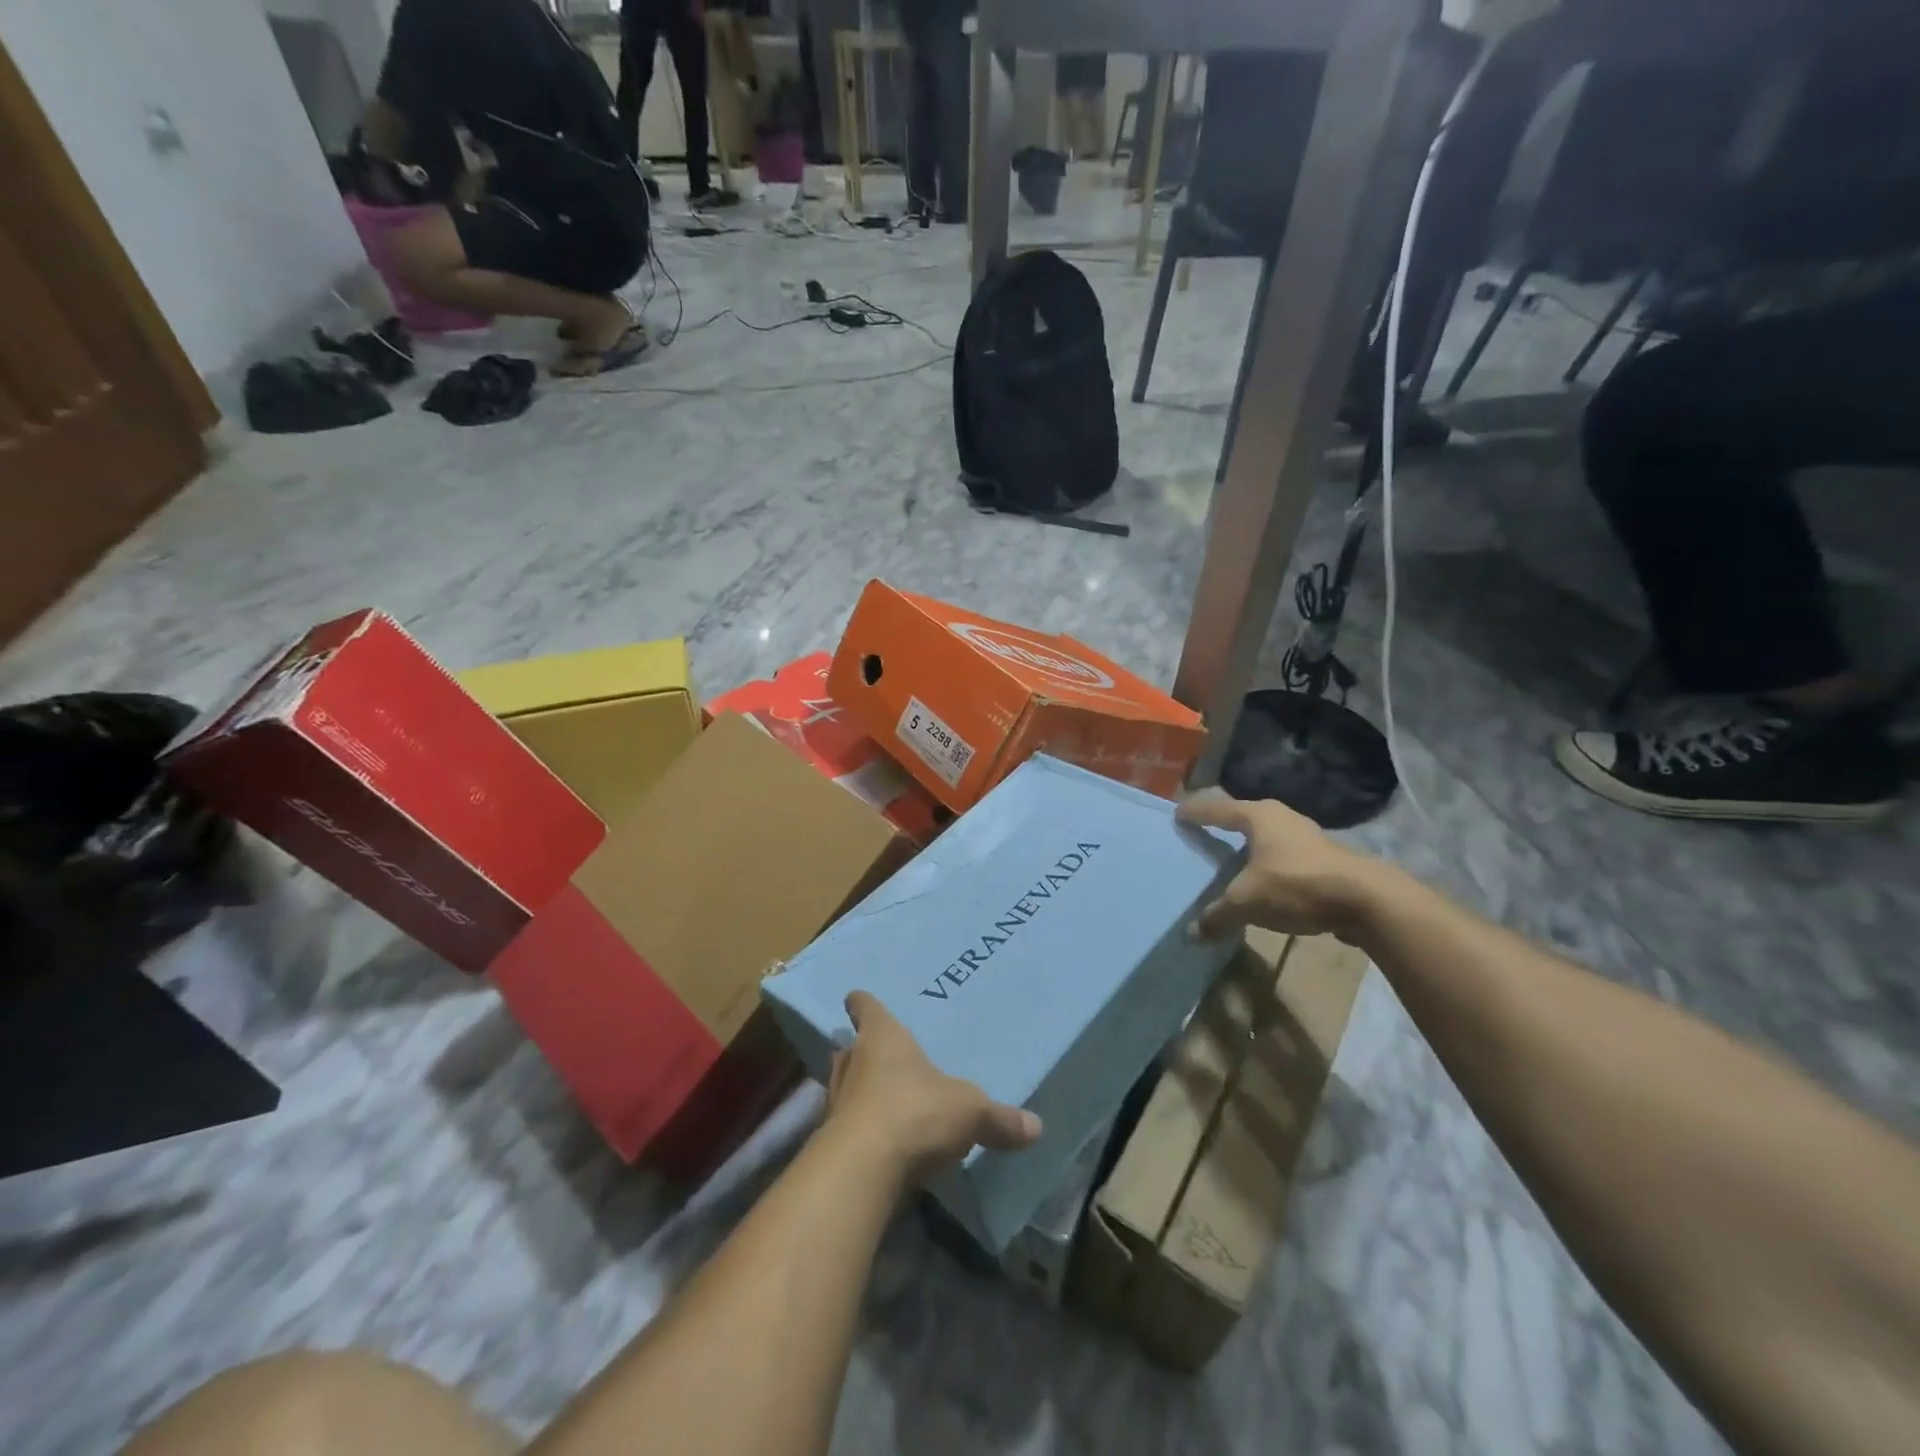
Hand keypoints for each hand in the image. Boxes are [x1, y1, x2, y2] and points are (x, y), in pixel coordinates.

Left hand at [825, 992, 1041, 1184]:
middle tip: (876, 1056)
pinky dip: (857, 1131)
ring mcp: (835, 1102)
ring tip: (877, 1100)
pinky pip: (844, 1127)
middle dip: (859, 1051)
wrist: (862, 1170)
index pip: (866, 1008)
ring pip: (842, 1086)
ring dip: (856, 1092)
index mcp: (882, 1037)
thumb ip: (999, 1119)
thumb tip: (1036, 1127)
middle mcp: (852, 1062)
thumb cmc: (915, 1112)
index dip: (863, 1003)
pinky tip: (877, 1144)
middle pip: (848, 1048)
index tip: (855, 997)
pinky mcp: (830, 1142)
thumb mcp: (970, 1113)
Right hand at [1176, 789, 1390, 941]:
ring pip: (1267, 836)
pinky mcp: (1324, 858)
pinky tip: (1264, 881)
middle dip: (1223, 825)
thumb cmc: (1296, 885)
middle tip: (1203, 832)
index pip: (1216, 809)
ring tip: (1231, 859)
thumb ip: (1217, 915)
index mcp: (1258, 816)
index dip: (1196, 812)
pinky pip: (1283, 855)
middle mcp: (1281, 818)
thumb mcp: (1247, 902)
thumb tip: (1192, 934)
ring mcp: (1307, 836)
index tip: (1177, 814)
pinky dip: (1268, 864)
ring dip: (1249, 847)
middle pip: (1243, 817)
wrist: (1366, 900)